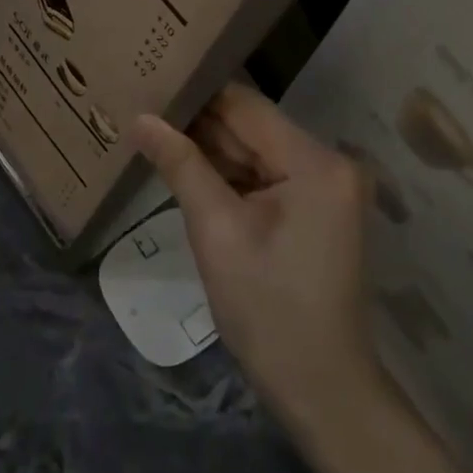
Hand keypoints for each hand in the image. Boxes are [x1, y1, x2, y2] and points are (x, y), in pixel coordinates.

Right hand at [133, 85, 383, 437]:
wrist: (321, 387)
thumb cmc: (267, 310)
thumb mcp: (216, 231)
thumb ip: (181, 165)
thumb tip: (141, 118)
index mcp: (316, 162)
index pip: (247, 107)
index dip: (197, 95)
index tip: (151, 84)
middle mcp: (332, 163)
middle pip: (254, 129)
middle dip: (201, 126)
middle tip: (145, 112)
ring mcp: (329, 187)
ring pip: (258, 153)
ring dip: (214, 152)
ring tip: (157, 136)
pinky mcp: (321, 209)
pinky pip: (269, 178)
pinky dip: (233, 178)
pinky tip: (191, 172)